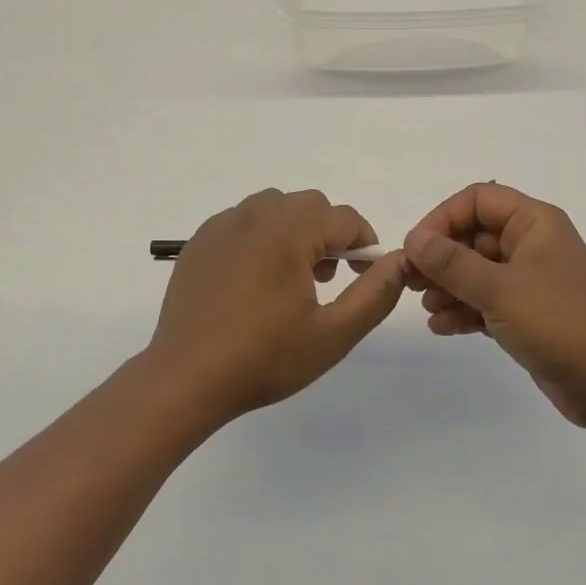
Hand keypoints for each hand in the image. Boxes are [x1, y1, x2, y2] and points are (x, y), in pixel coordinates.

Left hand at [147, 188, 407, 424]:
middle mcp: (254, 216)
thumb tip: (400, 260)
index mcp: (288, 232)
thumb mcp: (332, 335)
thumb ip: (374, 294)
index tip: (363, 276)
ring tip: (291, 277)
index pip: (344, 218)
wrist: (185, 379)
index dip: (364, 244)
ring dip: (295, 230)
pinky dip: (261, 236)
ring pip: (275, 206)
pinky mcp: (199, 241)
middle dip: (329, 233)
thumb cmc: (263, 359)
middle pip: (310, 205)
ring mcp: (222, 226)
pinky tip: (254, 280)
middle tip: (326, 279)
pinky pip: (243, 220)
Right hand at [403, 183, 585, 428]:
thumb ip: (452, 263)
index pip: (477, 200)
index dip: (443, 218)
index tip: (417, 249)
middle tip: (409, 282)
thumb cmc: (560, 324)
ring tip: (427, 308)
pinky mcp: (528, 314)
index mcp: (534, 223)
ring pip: (476, 271)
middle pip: (473, 236)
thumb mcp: (500, 289)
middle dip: (440, 258)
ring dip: (448, 286)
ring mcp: (530, 281)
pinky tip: (441, 327)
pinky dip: (464, 310)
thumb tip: (414, 239)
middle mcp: (532, 244)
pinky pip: (486, 301)